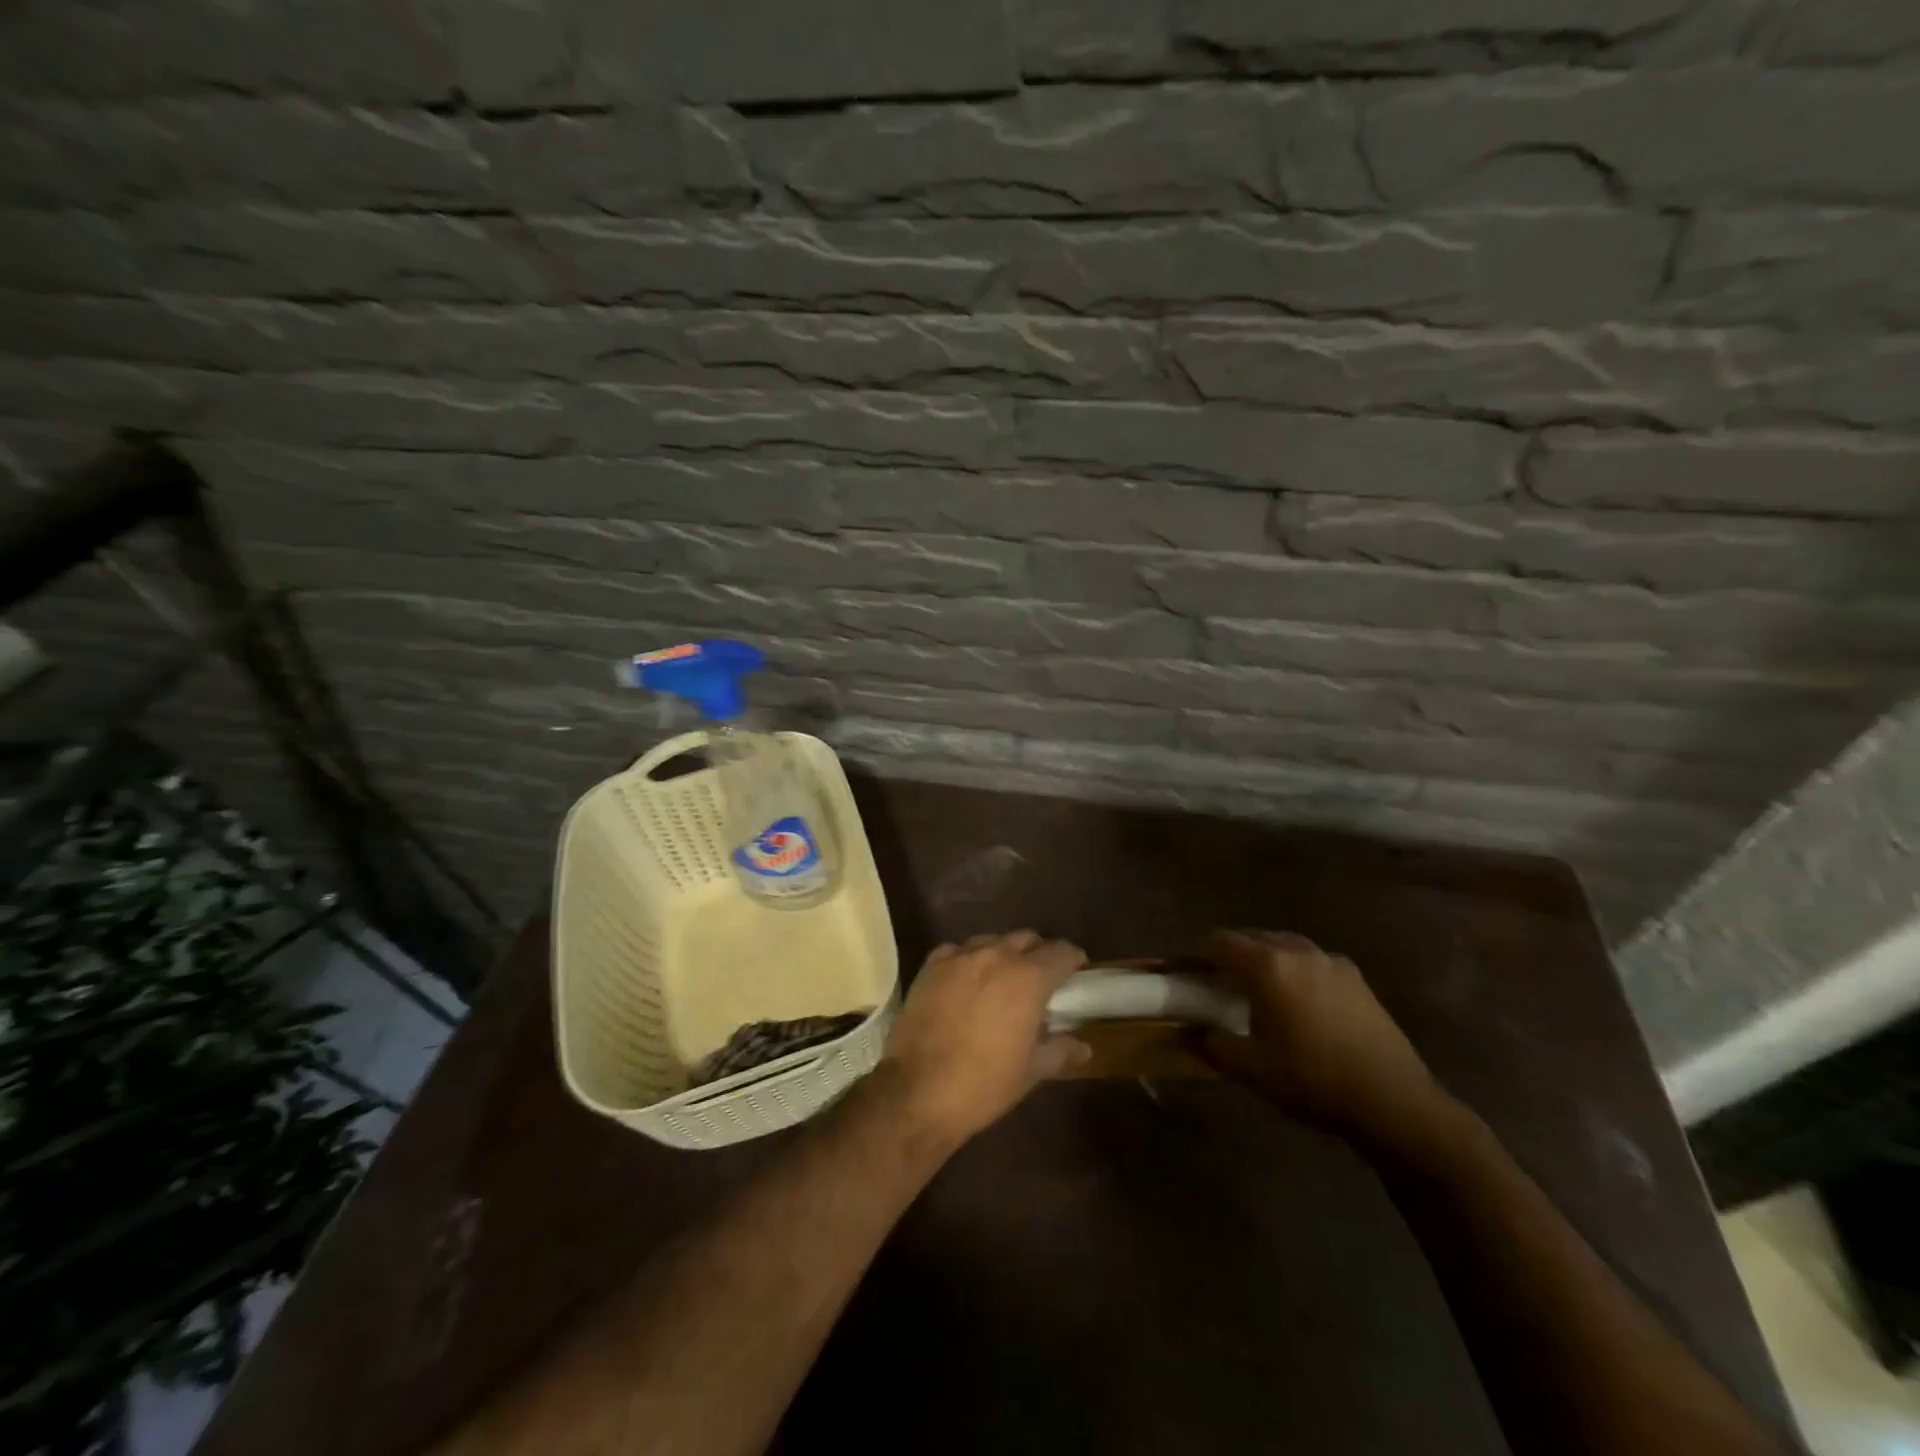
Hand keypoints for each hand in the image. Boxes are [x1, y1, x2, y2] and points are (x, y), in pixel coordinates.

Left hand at [879, 930, 1089, 1146]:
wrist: (918, 1091)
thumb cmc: (984, 1084)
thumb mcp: (1030, 1072)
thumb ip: (1059, 1051)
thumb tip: (1083, 1048)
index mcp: (1028, 978)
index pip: (1061, 952)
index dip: (1073, 959)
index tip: (1076, 970)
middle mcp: (996, 956)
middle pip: (1026, 939)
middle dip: (1038, 953)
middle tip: (1040, 978)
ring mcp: (960, 957)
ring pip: (991, 941)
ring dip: (1003, 954)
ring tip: (1002, 978)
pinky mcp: (931, 966)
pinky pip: (956, 950)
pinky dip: (968, 960)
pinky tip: (966, 980)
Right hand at [1200, 930, 1444, 1149]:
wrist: (1393, 1102)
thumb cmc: (1312, 1080)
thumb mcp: (1252, 1069)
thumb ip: (1213, 1045)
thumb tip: (1189, 1032)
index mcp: (1268, 966)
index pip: (1221, 942)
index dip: (1200, 954)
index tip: (1191, 974)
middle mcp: (1298, 952)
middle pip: (1254, 938)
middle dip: (1233, 954)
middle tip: (1221, 983)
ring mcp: (1332, 962)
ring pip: (1286, 946)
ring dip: (1267, 959)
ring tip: (1260, 990)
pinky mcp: (1358, 979)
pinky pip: (1314, 962)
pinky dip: (1297, 971)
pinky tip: (1301, 1003)